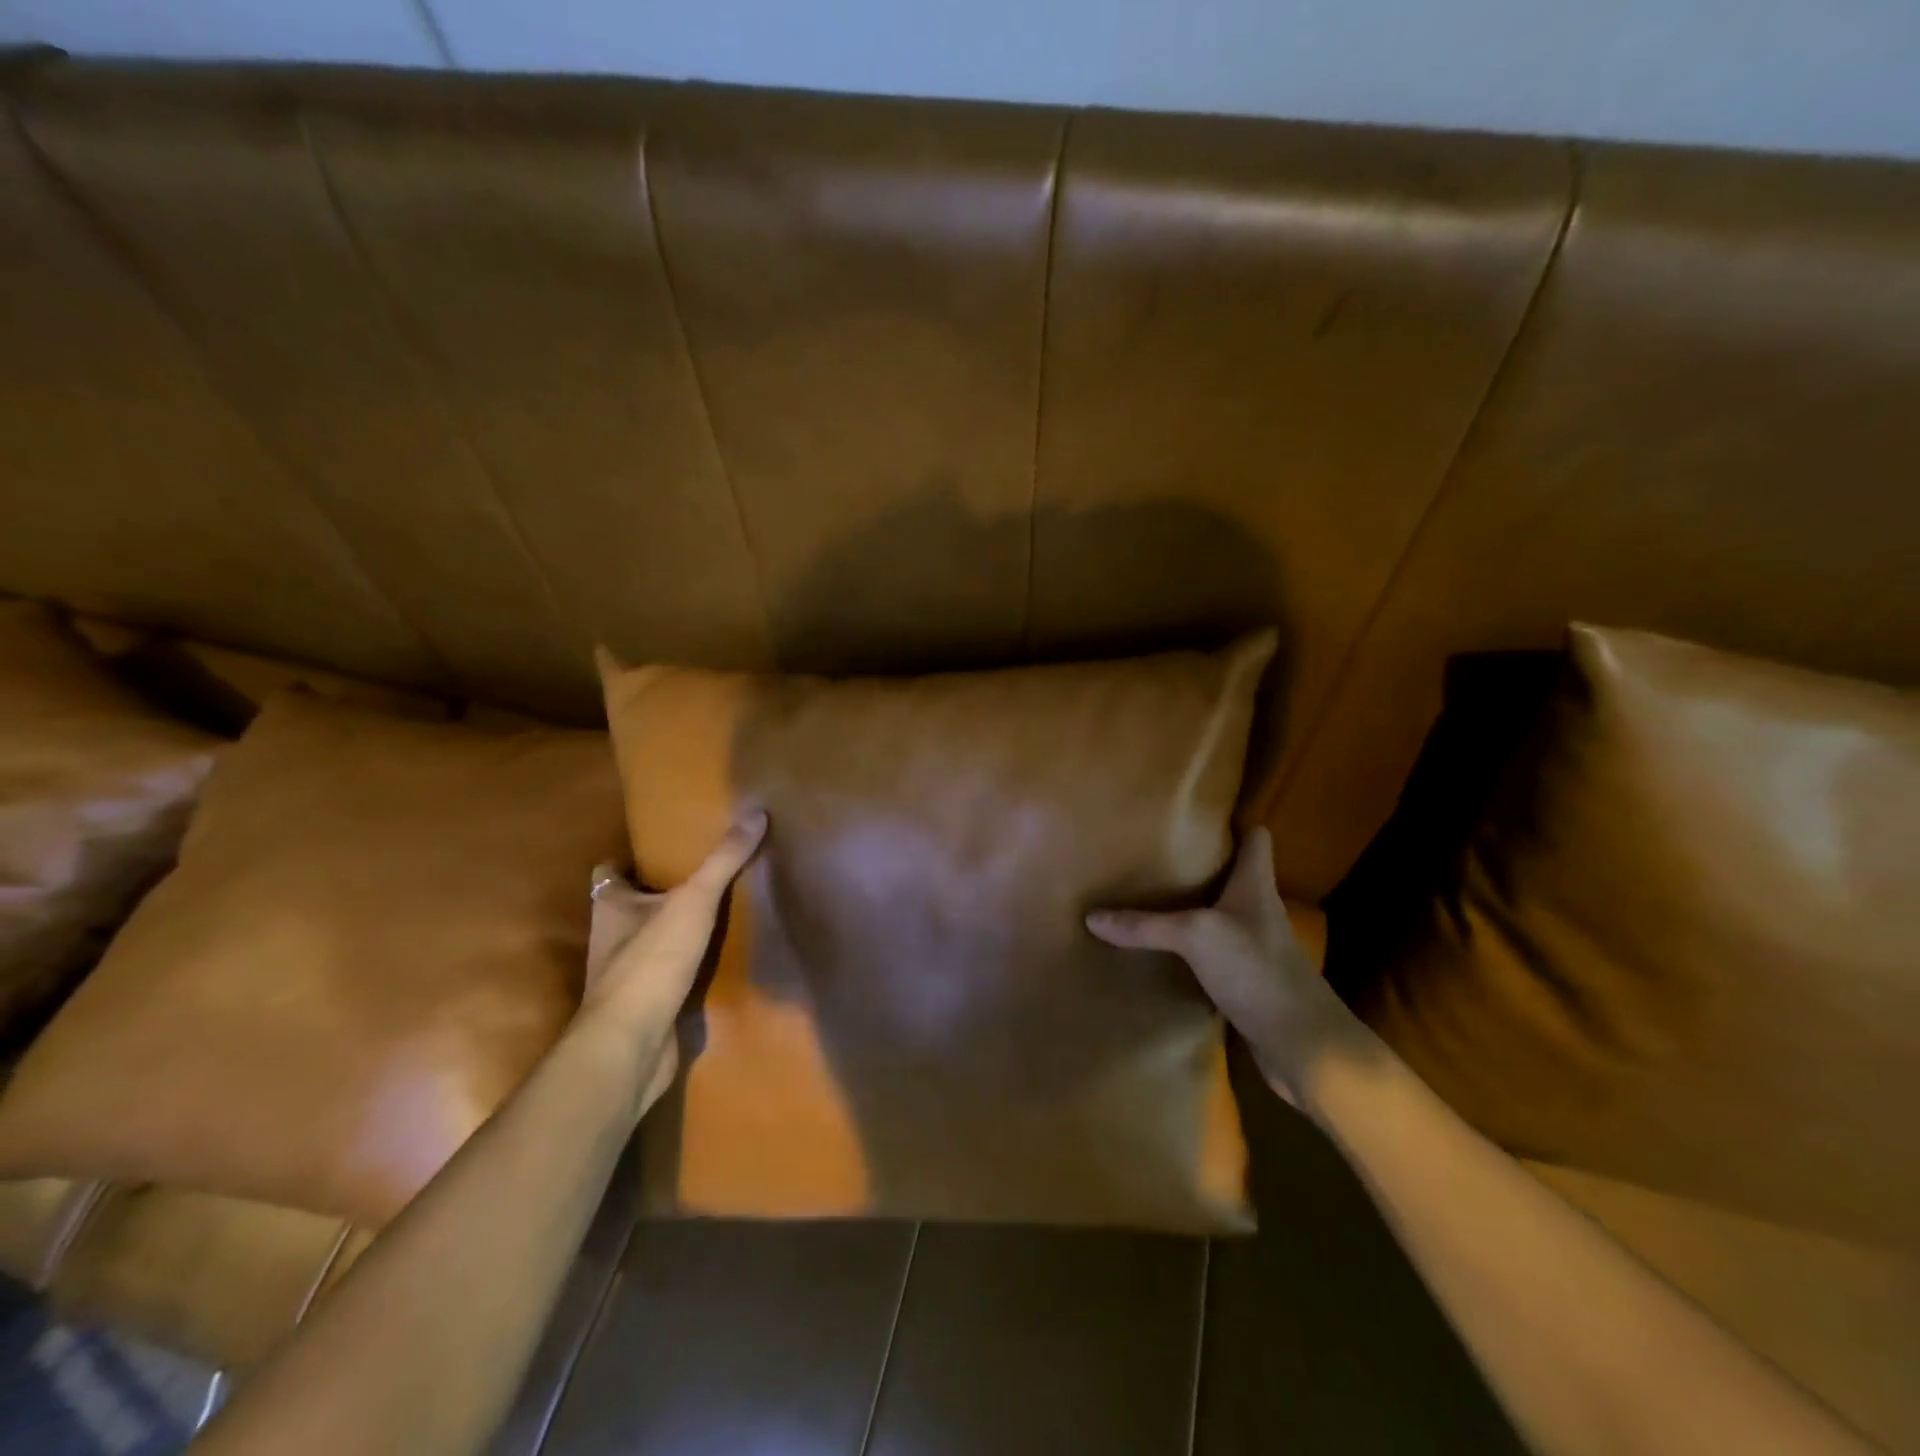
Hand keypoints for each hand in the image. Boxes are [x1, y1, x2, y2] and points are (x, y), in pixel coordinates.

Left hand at [577, 809, 766, 1117]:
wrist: (632, 1043)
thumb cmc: (652, 960)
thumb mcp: (695, 899)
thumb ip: (724, 859)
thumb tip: (756, 812)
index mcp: (610, 905)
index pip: (609, 871)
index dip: (629, 859)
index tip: (663, 848)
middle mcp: (609, 937)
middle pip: (629, 905)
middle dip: (657, 892)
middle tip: (699, 876)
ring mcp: (624, 974)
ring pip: (647, 941)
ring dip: (671, 930)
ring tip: (714, 912)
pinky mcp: (643, 1005)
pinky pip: (664, 975)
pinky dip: (683, 966)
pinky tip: (715, 960)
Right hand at [1087, 827, 1356, 1104]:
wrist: (1301, 1045)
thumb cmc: (1257, 970)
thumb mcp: (1196, 937)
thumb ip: (1145, 926)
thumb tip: (1091, 916)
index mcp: (1256, 885)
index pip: (1257, 839)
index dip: (1236, 823)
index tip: (1201, 815)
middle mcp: (1258, 910)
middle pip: (1234, 874)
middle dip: (1201, 863)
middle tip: (1158, 852)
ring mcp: (1254, 947)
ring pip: (1221, 914)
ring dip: (1194, 906)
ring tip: (1152, 895)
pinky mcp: (1246, 981)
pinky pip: (1213, 953)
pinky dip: (1191, 948)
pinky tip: (1163, 949)